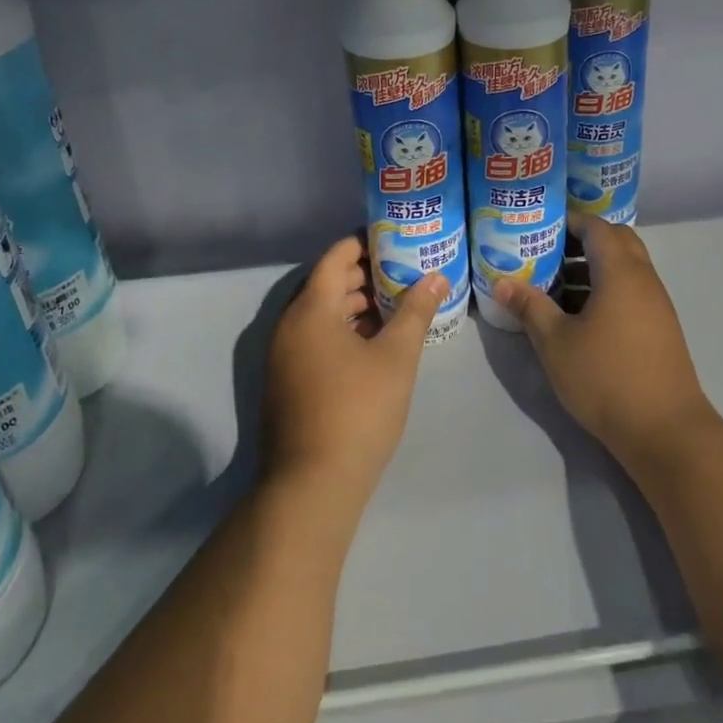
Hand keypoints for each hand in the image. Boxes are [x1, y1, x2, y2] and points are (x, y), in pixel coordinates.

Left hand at [264, 235, 446, 505]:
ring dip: (358, 304)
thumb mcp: (396, 357)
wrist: (312, 485)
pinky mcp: (289, 381)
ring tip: (399, 301)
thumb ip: (416, 311)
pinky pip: (317, 338)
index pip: (336, 257)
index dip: (365, 242)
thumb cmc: (358, 410)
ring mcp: (285, 356)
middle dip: (367, 273)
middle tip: (407, 268)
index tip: (397, 237)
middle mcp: (290, 325)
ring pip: (324, 314)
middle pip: (329, 283)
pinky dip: (346, 330)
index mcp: (311, 310)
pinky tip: (377, 341)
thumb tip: (437, 277)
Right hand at [495, 215, 718, 470]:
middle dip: (581, 242)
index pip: (597, 227)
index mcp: (621, 272)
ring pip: (624, 269)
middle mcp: (644, 279)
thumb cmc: (606, 377)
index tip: (539, 225)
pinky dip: (605, 291)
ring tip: (554, 286)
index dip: (569, 220)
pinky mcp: (659, 328)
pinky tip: (578, 318)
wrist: (665, 431)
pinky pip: (630, 292)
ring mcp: (656, 305)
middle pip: (615, 242)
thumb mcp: (556, 342)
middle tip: (547, 253)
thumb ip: (529, 307)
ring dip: (592, 269)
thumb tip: (501, 282)